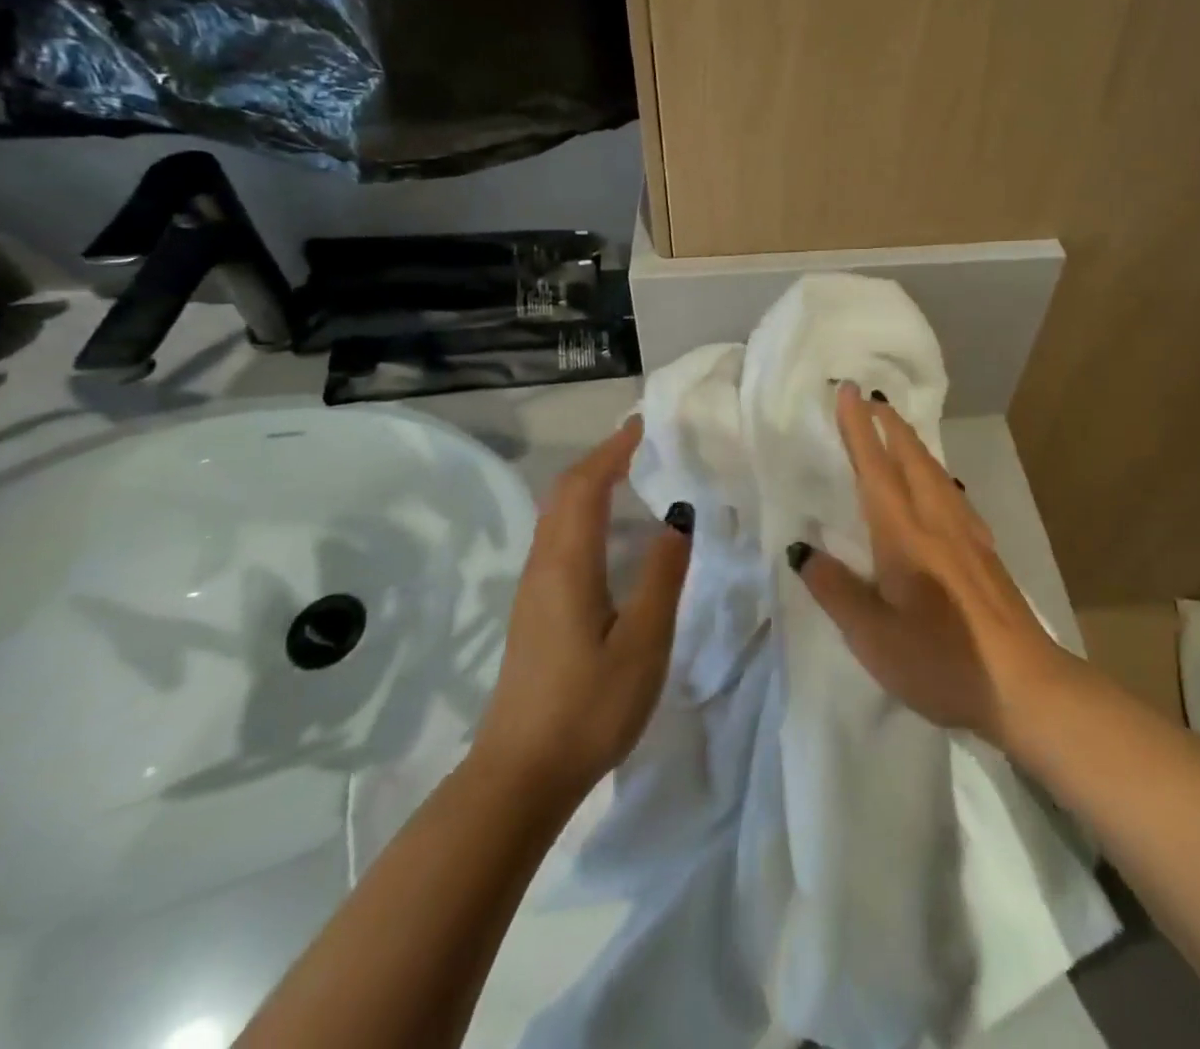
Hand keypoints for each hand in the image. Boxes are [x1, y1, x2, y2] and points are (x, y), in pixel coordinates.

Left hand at [471, 416, 692, 801]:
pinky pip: (556, 538)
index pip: (586, 485)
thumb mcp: (643, 642)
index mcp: (567, 564)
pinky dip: (581, 513)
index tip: (643, 425)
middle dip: (599, 459)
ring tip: (628, 475)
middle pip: (564, 492)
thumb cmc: (589, 706)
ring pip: (556, 515)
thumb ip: (661, 575)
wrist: (520, 775)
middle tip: (639, 444)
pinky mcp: (533, 610)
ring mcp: (532, 589)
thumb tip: (678, 517)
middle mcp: (543, 565)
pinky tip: (605, 532)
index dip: (613, 450)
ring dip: (588, 484)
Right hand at [795, 383, 1065, 748]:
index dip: (859, 429)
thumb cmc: (942, 663)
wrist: (1026, 686)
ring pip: (935, 472)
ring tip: (896, 431)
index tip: (849, 391)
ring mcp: (968, 535)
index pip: (876, 469)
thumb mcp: (874, 638)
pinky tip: (937, 486)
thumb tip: (802, 551)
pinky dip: (933, 472)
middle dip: (889, 425)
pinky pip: (951, 492)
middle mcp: (937, 522)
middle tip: (871, 399)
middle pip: (912, 458)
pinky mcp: (985, 552)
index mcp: (905, 536)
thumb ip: (836, 590)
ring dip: (912, 443)